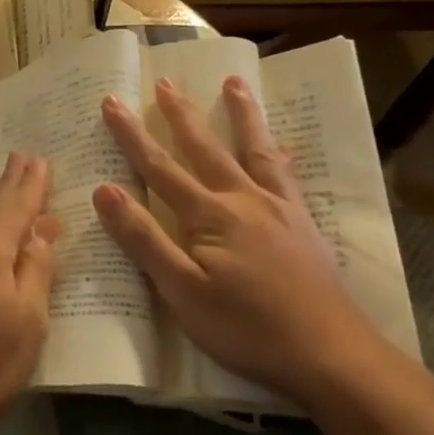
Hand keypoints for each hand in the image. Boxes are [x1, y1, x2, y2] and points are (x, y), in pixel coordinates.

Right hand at [91, 76, 382, 406]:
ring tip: (233, 82)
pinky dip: (281, 154)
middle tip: (164, 81)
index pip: (159, 167)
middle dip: (180, 114)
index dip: (132, 135)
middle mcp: (243, 199)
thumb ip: (144, 239)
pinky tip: (283, 145)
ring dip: (240, 114)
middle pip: (205, 148)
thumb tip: (104, 190)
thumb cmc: (246, 327)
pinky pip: (288, 177)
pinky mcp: (302, 224)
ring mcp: (278, 208)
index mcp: (209, 215)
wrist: (329, 353)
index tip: (112, 102)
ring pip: (253, 150)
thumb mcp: (182, 291)